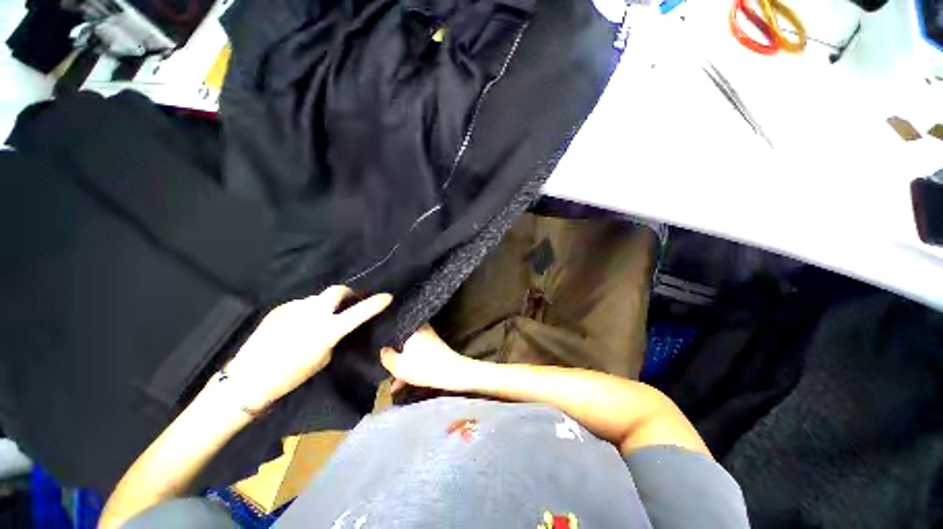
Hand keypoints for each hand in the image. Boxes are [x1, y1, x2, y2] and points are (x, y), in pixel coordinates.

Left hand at [226, 286, 391, 409]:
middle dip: (348, 293)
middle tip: (349, 302)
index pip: (359, 312)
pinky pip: (301, 305)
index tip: (387, 296)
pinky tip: (298, 326)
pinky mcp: (280, 308)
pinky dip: (307, 311)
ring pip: (318, 298)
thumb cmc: (291, 375)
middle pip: (337, 290)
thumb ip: (333, 337)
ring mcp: (295, 308)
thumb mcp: (323, 358)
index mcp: (327, 330)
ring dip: (325, 304)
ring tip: (318, 320)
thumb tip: (334, 324)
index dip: (375, 303)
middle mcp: (313, 313)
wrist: (248, 378)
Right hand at [380, 325, 479, 393]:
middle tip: (379, 363)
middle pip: (399, 339)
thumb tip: (382, 350)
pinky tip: (398, 384)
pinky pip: (415, 353)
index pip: (392, 326)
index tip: (373, 343)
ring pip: (407, 349)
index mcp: (411, 328)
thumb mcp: (399, 366)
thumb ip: (386, 357)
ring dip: (399, 363)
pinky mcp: (431, 347)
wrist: (452, 372)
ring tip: (388, 380)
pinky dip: (408, 365)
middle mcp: (419, 328)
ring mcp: (426, 337)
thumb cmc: (424, 367)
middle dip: (390, 353)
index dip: (381, 336)